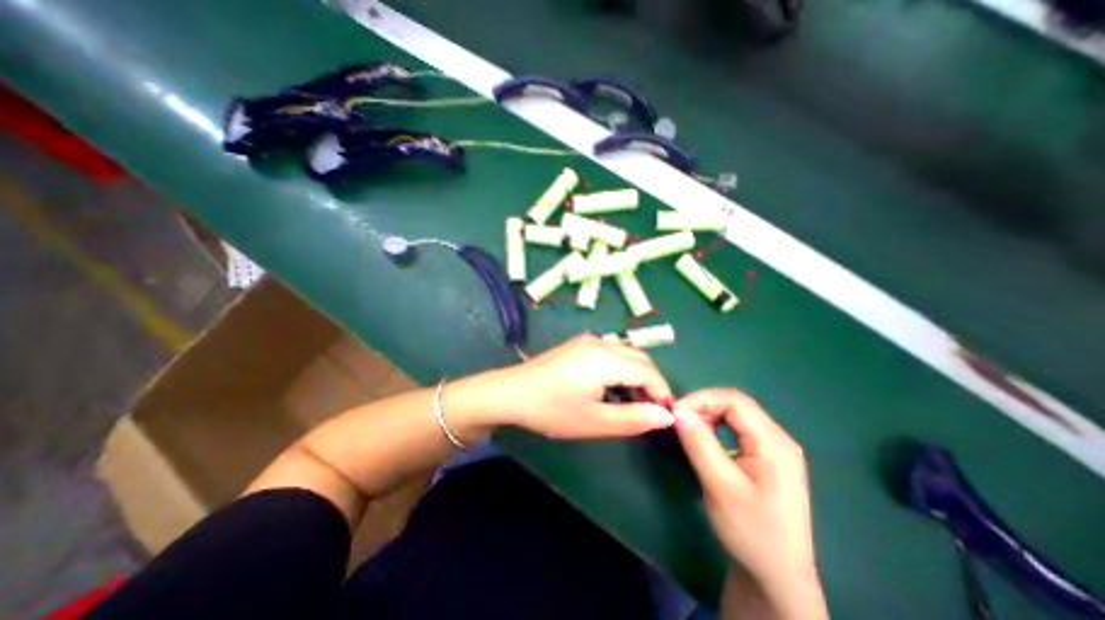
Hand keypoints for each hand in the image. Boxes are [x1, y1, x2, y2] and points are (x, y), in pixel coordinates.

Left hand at [491, 334, 674, 439]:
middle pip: (640, 358)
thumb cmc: (552, 410)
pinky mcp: (578, 344)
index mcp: (606, 359)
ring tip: (633, 401)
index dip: (662, 393)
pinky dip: (621, 368)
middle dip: (652, 383)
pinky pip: (611, 352)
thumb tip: (667, 416)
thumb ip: (634, 418)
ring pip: (626, 353)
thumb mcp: (595, 421)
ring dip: (637, 374)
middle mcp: (600, 343)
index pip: (649, 371)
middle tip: (650, 410)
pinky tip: (612, 387)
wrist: (511, 393)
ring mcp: (587, 341)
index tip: (666, 415)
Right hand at [673, 390, 818, 593]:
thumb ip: (699, 444)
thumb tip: (678, 411)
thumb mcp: (720, 486)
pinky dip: (715, 427)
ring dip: (708, 415)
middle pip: (736, 405)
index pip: (735, 401)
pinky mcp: (765, 458)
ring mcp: (773, 449)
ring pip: (735, 415)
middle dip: (703, 406)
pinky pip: (737, 429)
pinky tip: (704, 439)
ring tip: (688, 429)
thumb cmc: (750, 532)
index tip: (675, 412)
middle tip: (679, 421)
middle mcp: (778, 439)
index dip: (702, 399)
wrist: (776, 577)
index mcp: (774, 443)